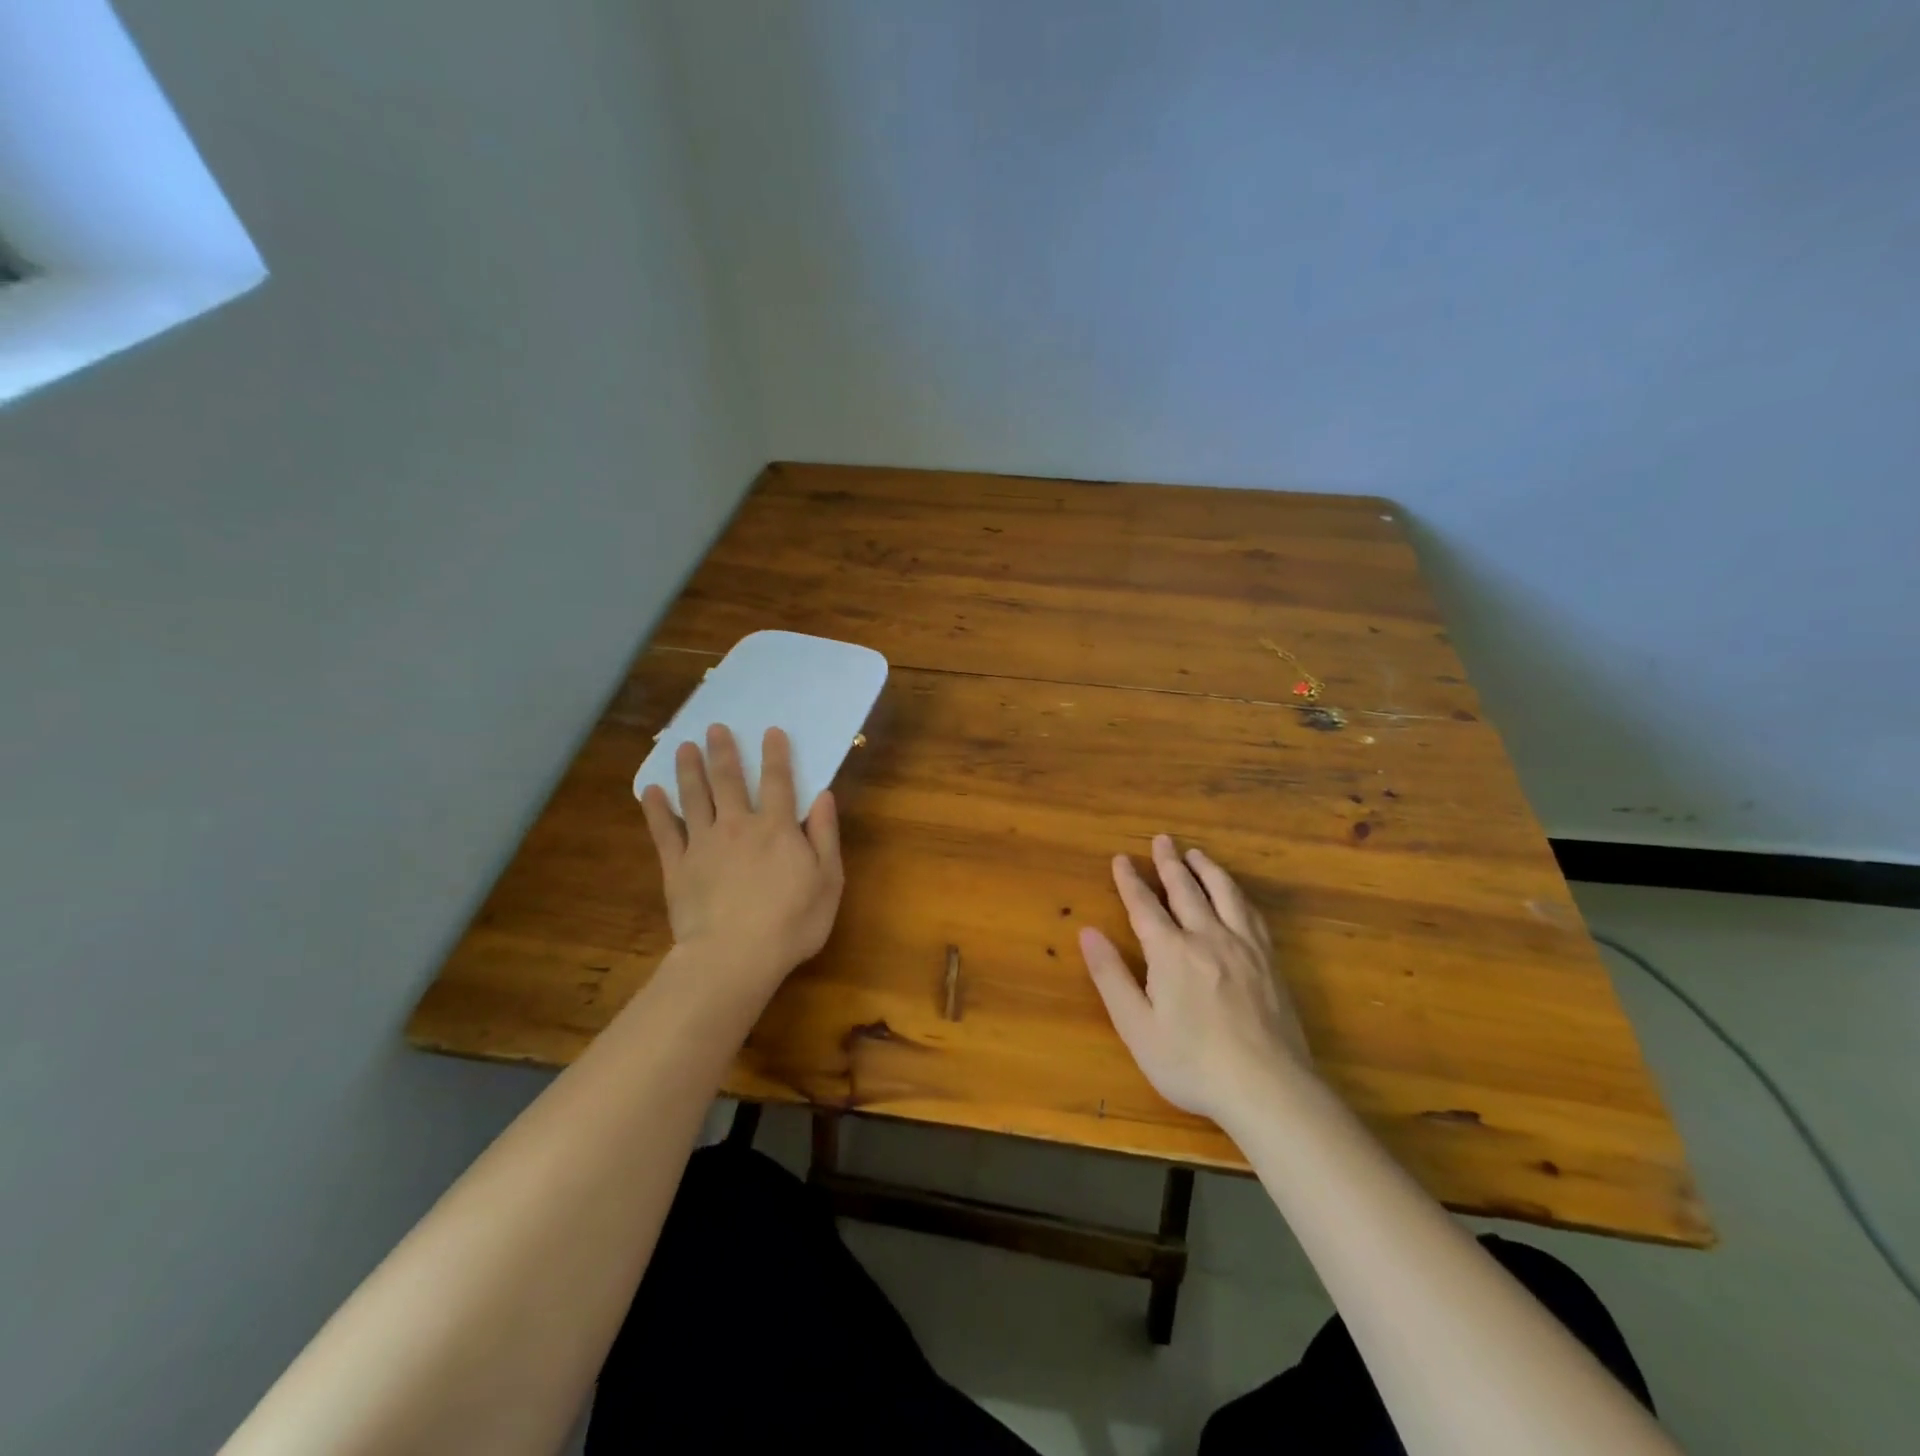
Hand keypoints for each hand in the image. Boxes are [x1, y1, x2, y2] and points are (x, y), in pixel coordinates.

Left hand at [639, 724, 843, 990]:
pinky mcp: (677, 867)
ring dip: (689, 770)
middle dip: (723, 752)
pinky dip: (656, 810)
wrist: (734, 956)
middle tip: (714, 728)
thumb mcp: (828, 880)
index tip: (770, 731)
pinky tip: (649, 792)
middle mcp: (738, 826)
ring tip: (684, 747)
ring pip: (694, 797)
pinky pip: (664, 832)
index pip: (778, 782)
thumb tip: (823, 796)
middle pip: (729, 781)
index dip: (775, 755)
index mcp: (777, 828)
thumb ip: (824, 835)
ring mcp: (703, 844)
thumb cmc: (792, 922)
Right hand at [1080, 834, 1309, 1121]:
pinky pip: (1251, 914)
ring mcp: (1244, 947)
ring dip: (1207, 869)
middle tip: (1162, 839)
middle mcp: (1207, 937)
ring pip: (1224, 894)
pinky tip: (1236, 895)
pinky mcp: (1270, 962)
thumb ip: (1112, 976)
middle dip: (1169, 863)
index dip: (1130, 880)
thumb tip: (1088, 932)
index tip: (1121, 858)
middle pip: (1186, 890)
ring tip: (1196, 854)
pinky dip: (1238, 894)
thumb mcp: (1137, 1027)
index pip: (1144, 905)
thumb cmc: (1192, 1063)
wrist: (1269, 1089)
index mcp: (1171, 952)